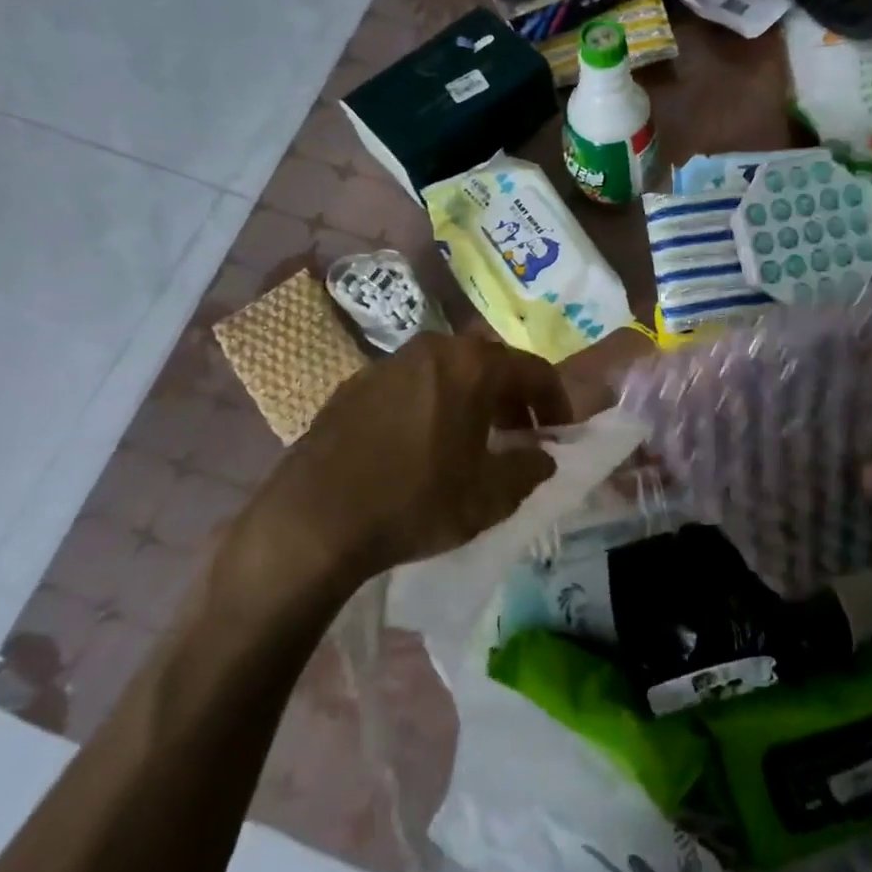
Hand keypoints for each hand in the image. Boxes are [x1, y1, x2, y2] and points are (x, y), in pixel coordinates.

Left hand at [244, 333, 570, 591]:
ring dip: (470, 399)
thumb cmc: (415, 502)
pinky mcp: (352, 386)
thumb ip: (529, 470)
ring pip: (446, 372)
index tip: (558, 433)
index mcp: (471, 366)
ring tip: (471, 441)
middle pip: (488, 363)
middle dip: (512, 397)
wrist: (313, 521)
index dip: (555, 401)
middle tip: (518, 436)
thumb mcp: (489, 497)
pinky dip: (430, 404)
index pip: (534, 369)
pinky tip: (421, 446)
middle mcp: (431, 350)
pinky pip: (409, 385)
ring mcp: (386, 364)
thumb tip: (542, 456)